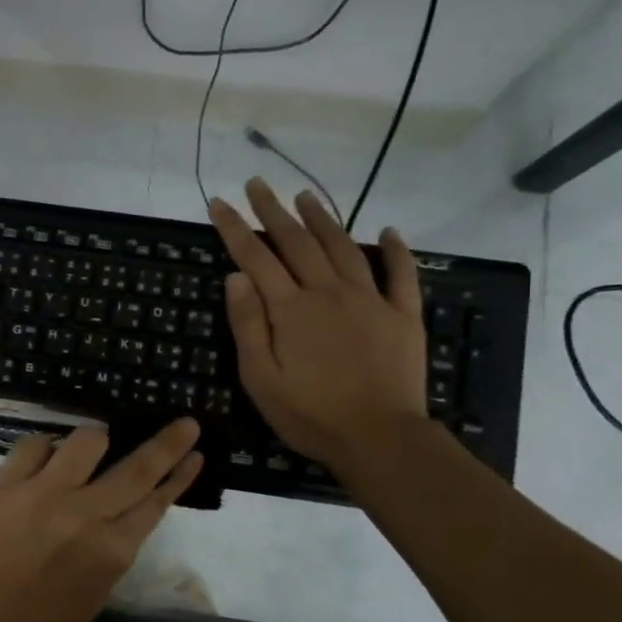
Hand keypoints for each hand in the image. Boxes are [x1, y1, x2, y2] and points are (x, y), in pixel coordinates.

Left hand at [0, 418, 202, 621]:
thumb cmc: (47, 615)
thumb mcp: (101, 585)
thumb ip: (118, 542)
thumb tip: (128, 503)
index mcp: (113, 549)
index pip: (157, 501)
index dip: (180, 474)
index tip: (195, 452)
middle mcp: (85, 515)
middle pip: (137, 468)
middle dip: (168, 442)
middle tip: (185, 423)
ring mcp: (45, 494)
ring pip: (87, 441)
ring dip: (96, 440)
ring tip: (91, 448)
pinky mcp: (8, 484)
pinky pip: (34, 444)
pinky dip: (45, 447)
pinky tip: (45, 459)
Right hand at [209, 179, 427, 470]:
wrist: (379, 438)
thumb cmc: (310, 415)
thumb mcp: (260, 378)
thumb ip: (247, 325)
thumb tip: (237, 276)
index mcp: (290, 309)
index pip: (255, 258)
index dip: (234, 229)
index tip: (219, 203)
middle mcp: (328, 293)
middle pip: (297, 242)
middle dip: (273, 211)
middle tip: (258, 184)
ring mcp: (370, 300)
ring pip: (343, 248)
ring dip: (322, 219)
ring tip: (306, 196)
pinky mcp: (403, 315)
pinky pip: (401, 274)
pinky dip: (396, 250)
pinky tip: (389, 231)